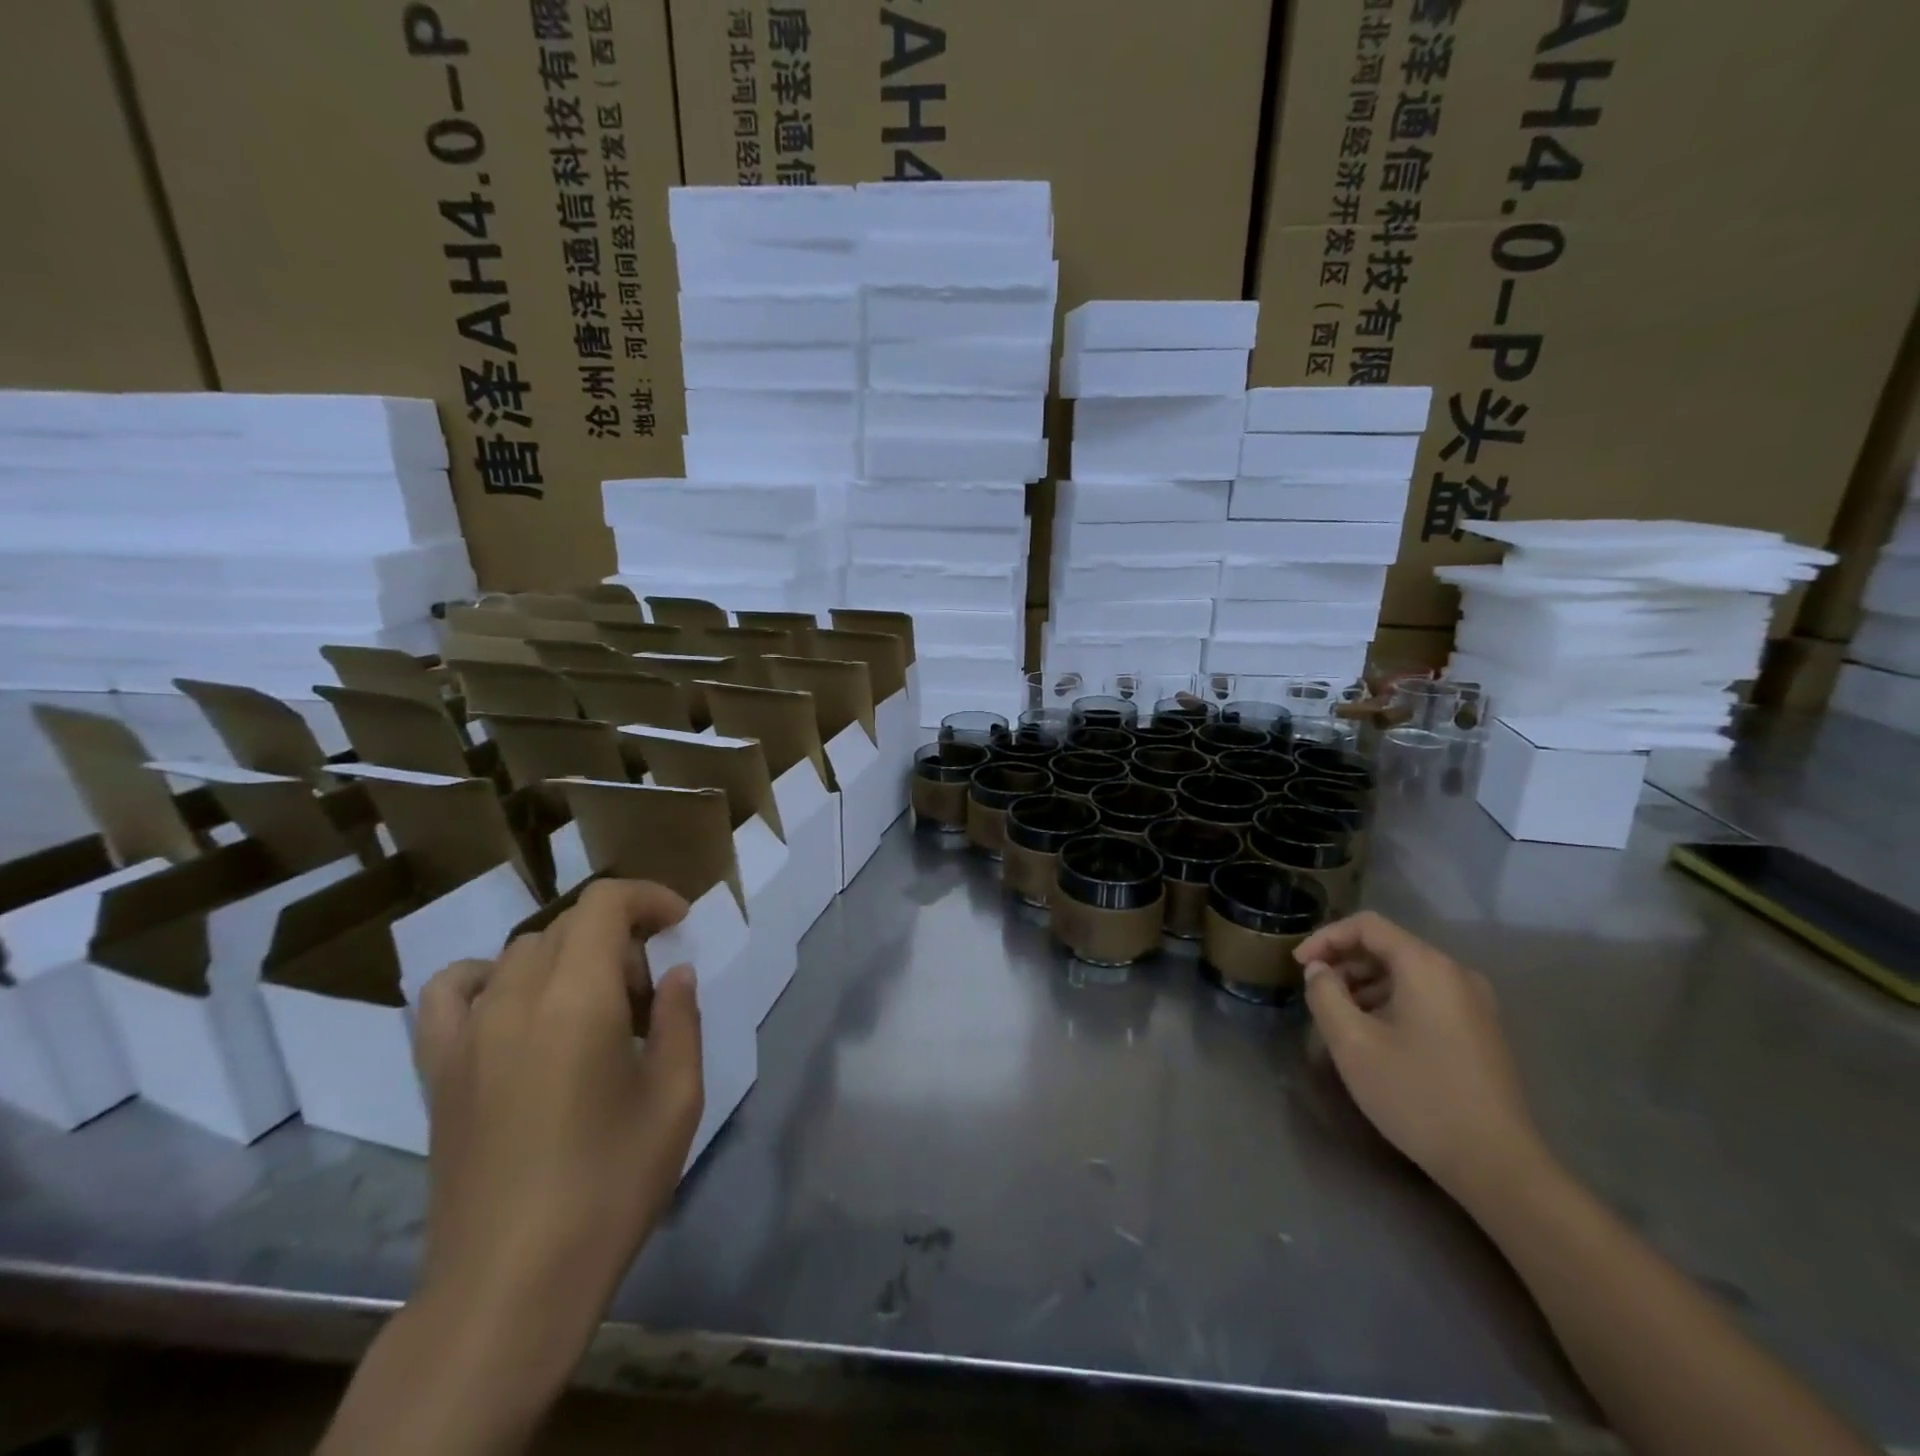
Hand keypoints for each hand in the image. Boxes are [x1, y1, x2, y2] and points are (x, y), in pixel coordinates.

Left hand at [412, 878, 704, 1344]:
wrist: (510, 1283)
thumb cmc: (609, 1187)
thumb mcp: (676, 1099)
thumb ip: (681, 1020)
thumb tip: (676, 974)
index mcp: (578, 1000)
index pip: (605, 904)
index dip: (648, 897)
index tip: (679, 924)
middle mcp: (515, 999)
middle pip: (568, 925)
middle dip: (620, 936)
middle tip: (650, 990)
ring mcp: (468, 1033)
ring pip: (522, 951)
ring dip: (569, 956)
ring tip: (593, 1004)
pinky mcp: (438, 1069)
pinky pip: (451, 991)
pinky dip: (488, 977)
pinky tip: (514, 1008)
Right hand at [1296, 911, 1548, 1206]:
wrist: (1497, 1165)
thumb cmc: (1417, 1095)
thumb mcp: (1352, 1042)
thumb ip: (1325, 994)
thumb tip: (1319, 970)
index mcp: (1427, 967)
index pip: (1367, 925)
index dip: (1325, 938)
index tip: (1298, 966)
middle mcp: (1456, 974)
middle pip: (1389, 946)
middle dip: (1345, 963)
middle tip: (1316, 993)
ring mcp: (1475, 1003)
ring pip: (1407, 974)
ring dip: (1366, 985)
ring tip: (1340, 1017)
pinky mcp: (1481, 1031)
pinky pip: (1426, 997)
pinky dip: (1392, 1002)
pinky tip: (1375, 1036)